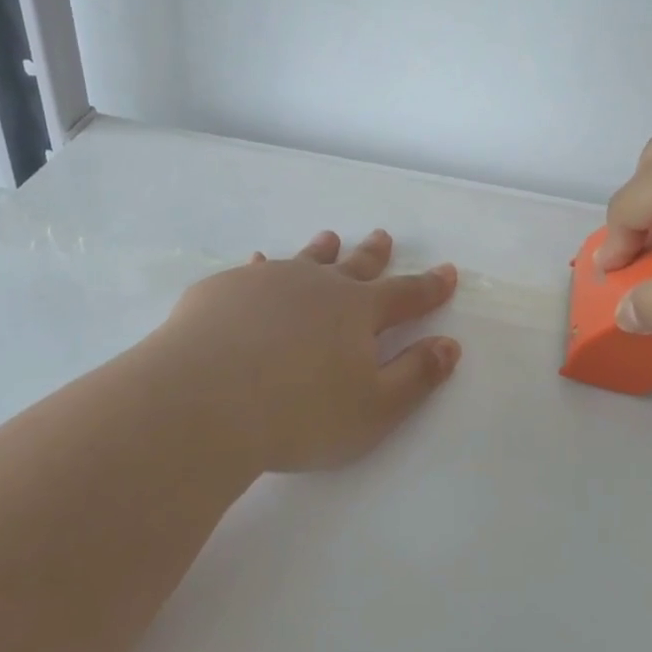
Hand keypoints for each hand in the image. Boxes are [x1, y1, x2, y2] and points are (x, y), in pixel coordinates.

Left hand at [160, 229, 461, 473]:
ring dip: (321, 251)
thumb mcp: (374, 408)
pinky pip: (251, 272)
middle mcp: (316, 286)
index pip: (405, 295)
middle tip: (383, 237)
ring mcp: (266, 283)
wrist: (202, 402)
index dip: (429, 287)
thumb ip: (415, 376)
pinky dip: (261, 268)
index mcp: (357, 311)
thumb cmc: (300, 414)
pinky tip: (257, 264)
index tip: (446, 271)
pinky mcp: (222, 291)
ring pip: (303, 260)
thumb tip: (449, 345)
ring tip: (329, 240)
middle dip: (374, 255)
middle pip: (354, 266)